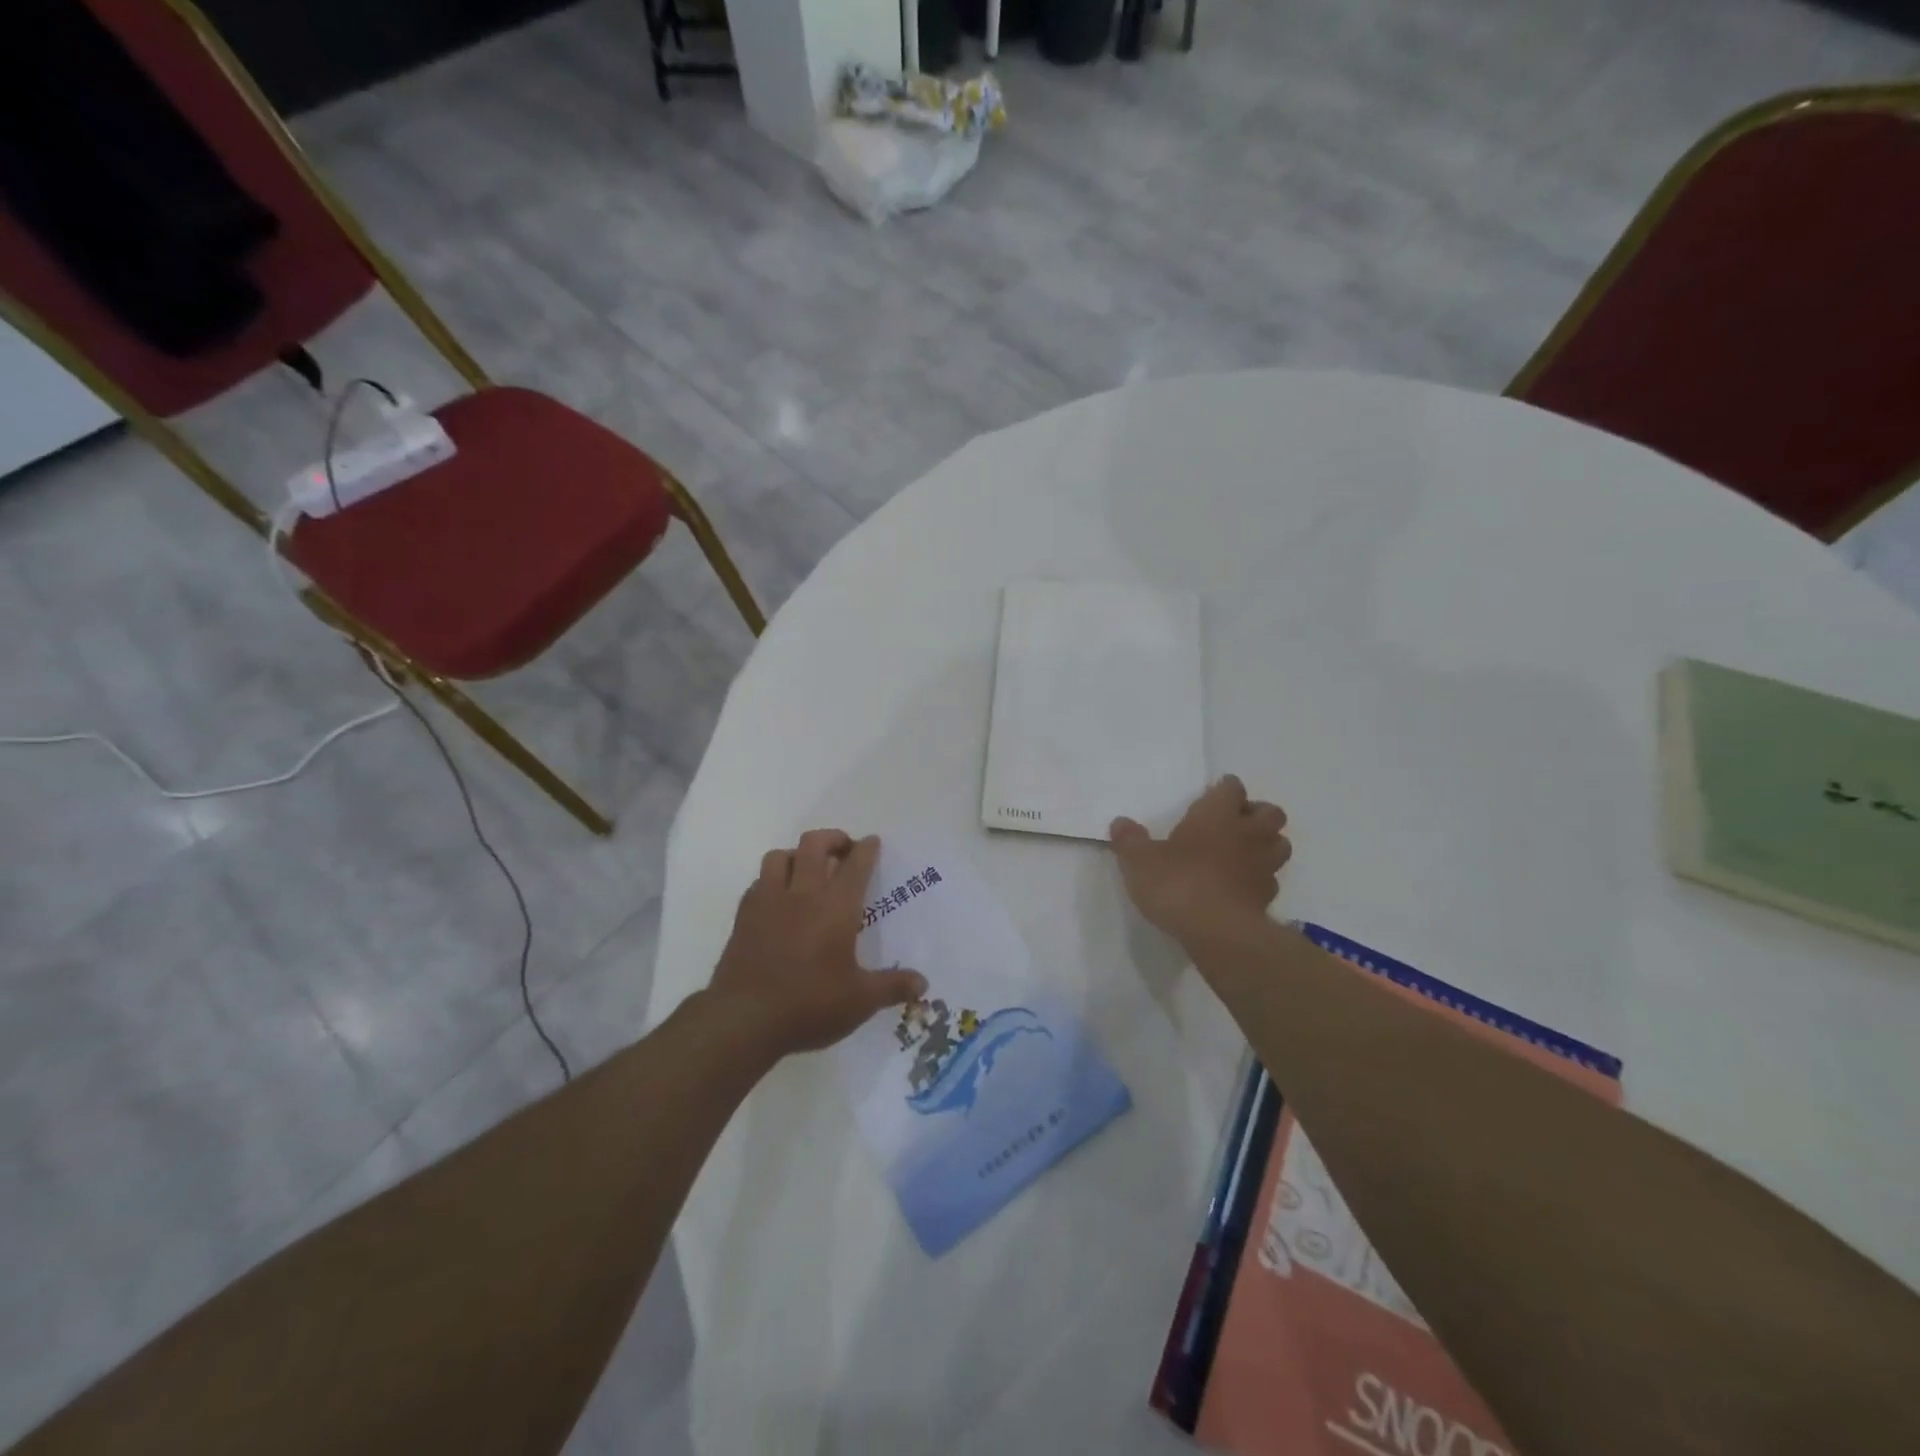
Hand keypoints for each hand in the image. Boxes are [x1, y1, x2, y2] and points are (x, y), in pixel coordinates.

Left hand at [708, 831, 926, 1058]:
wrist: (743, 1019)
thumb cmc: (809, 1005)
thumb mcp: (860, 1001)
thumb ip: (892, 987)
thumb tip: (923, 984)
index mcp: (836, 907)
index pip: (855, 865)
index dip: (866, 849)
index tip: (872, 842)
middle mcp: (803, 894)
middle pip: (814, 844)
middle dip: (833, 839)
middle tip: (844, 850)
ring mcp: (769, 902)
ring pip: (780, 856)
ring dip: (797, 855)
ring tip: (807, 869)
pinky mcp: (744, 916)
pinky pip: (758, 882)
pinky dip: (772, 880)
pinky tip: (779, 899)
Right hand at [1110, 776, 1290, 942]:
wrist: (1218, 932)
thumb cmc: (1177, 883)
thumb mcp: (1139, 861)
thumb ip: (1129, 840)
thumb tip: (1120, 823)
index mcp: (1217, 815)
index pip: (1231, 788)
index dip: (1224, 789)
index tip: (1212, 795)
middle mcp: (1247, 834)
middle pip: (1271, 813)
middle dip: (1256, 814)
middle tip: (1233, 824)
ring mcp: (1263, 866)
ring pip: (1280, 844)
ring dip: (1267, 844)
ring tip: (1243, 853)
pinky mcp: (1267, 898)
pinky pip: (1271, 879)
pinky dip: (1260, 878)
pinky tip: (1241, 886)